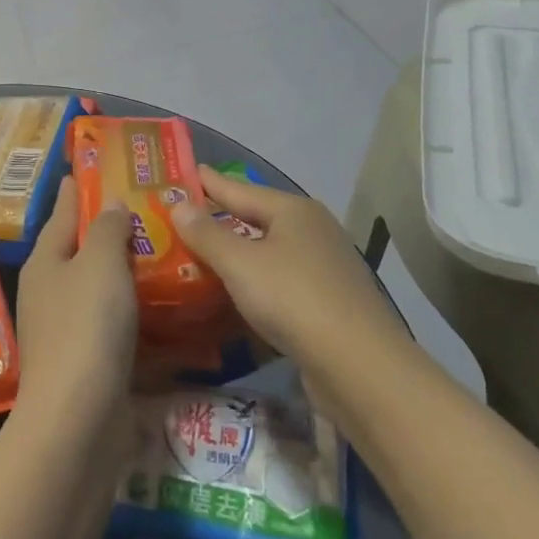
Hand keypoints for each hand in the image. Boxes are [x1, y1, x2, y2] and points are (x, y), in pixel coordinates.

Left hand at [13, 177, 138, 435]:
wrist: (77, 420)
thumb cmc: (86, 326)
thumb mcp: (100, 264)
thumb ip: (107, 229)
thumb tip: (109, 203)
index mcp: (46, 261)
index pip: (62, 213)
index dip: (76, 191)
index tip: (87, 169)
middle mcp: (50, 291)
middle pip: (79, 250)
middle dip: (105, 230)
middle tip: (142, 208)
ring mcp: (66, 330)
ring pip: (97, 288)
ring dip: (122, 271)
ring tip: (158, 250)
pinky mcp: (87, 363)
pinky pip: (113, 324)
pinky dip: (133, 311)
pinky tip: (159, 305)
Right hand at [173, 166, 401, 380]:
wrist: (359, 367)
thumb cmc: (293, 299)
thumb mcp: (239, 263)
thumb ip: (206, 234)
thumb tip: (179, 205)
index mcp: (294, 210)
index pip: (240, 189)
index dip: (211, 182)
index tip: (187, 171)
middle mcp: (314, 230)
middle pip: (258, 218)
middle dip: (224, 217)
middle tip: (188, 214)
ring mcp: (326, 267)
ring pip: (271, 251)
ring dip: (241, 253)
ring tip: (206, 254)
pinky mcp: (331, 302)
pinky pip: (282, 280)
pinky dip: (258, 281)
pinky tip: (240, 293)